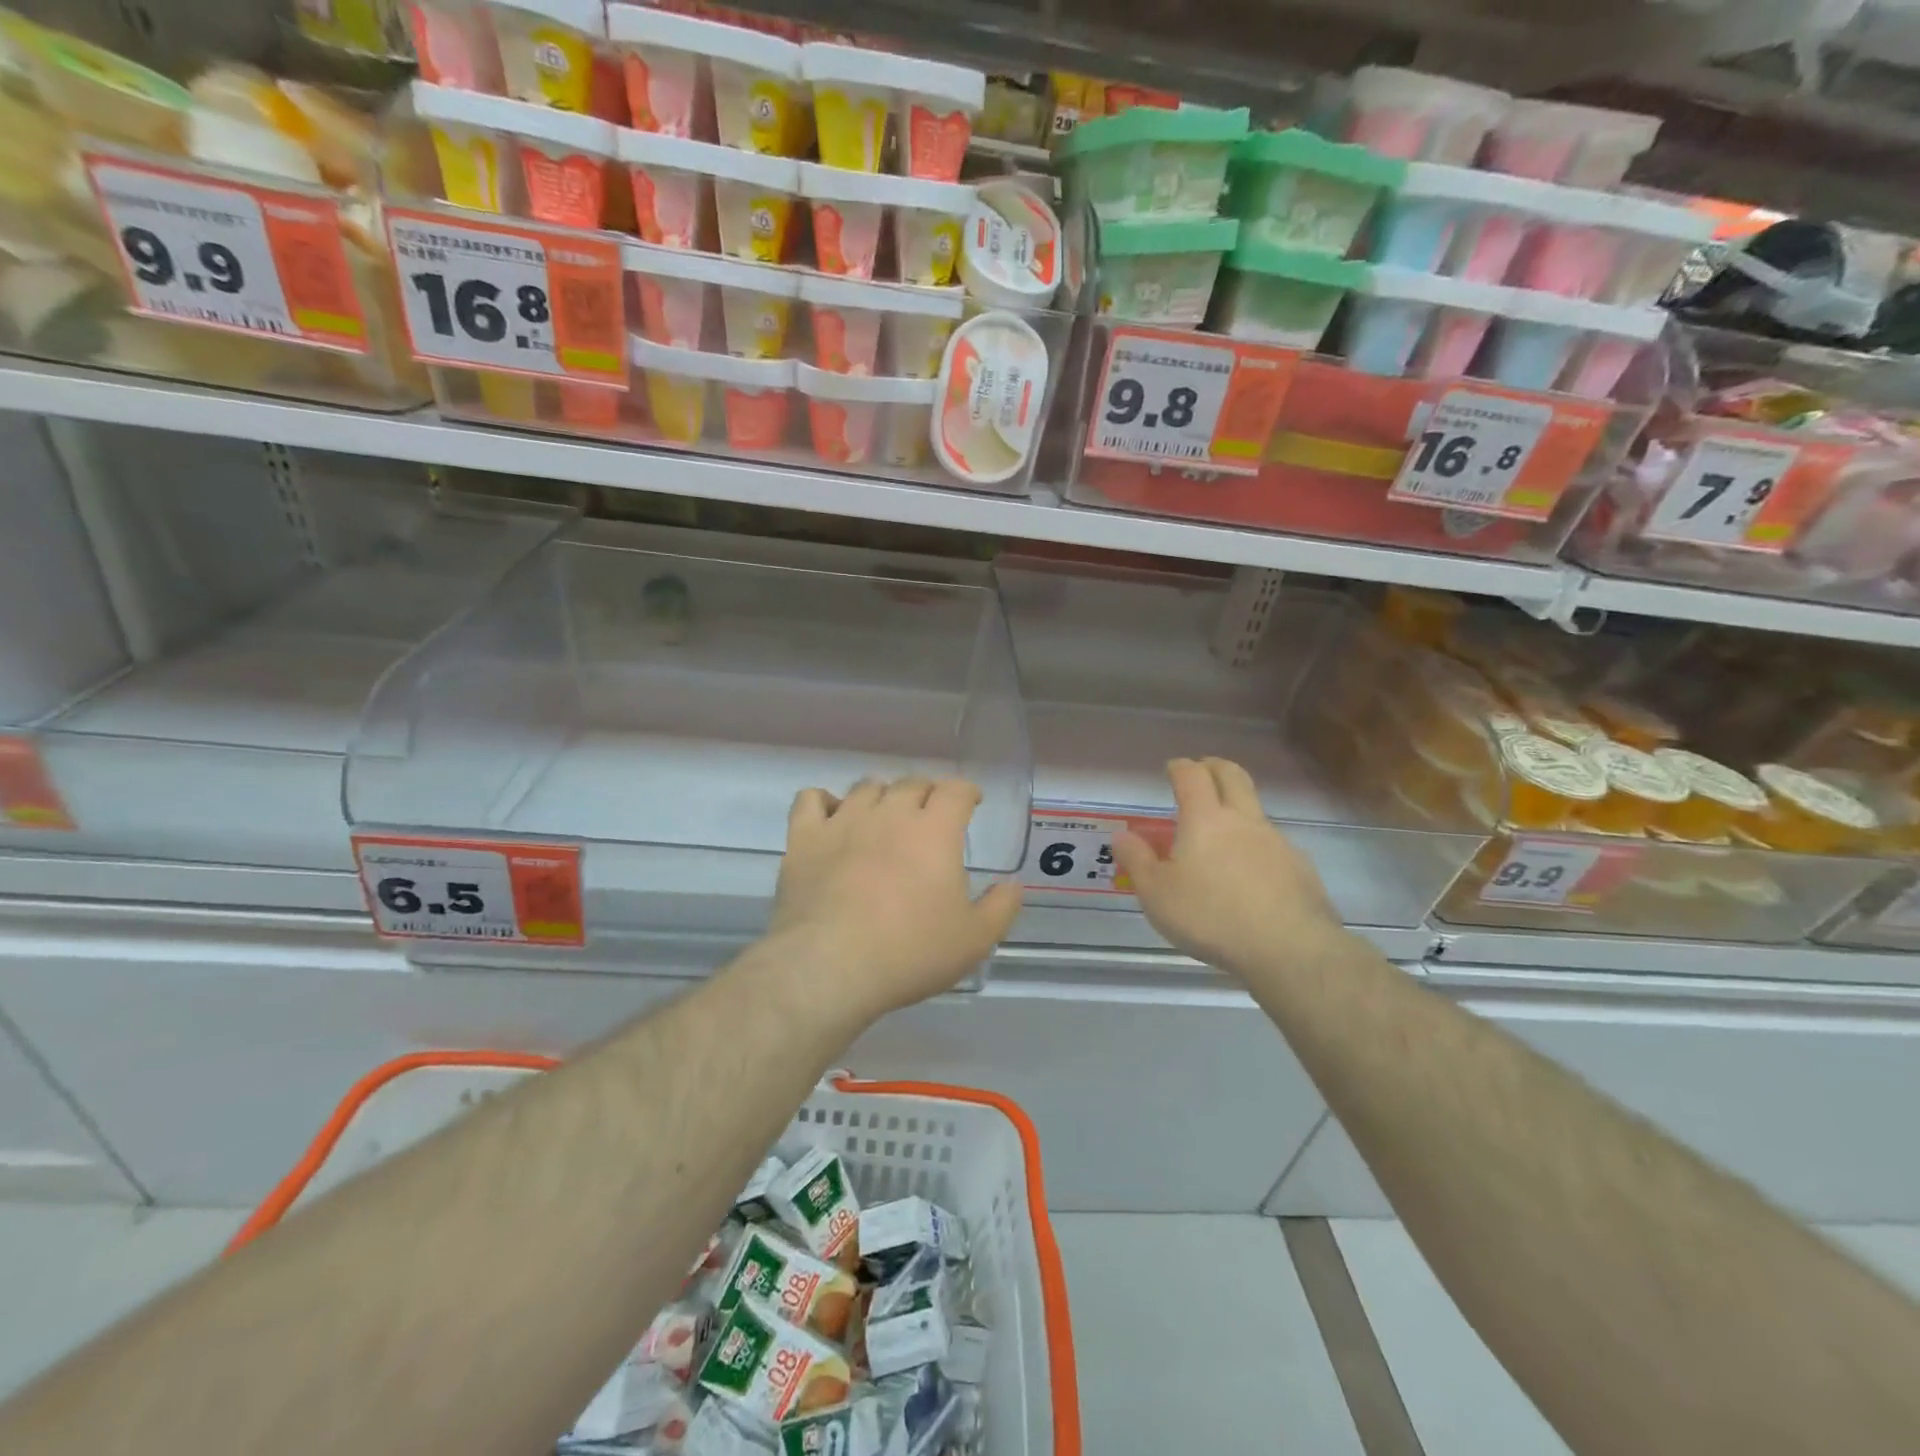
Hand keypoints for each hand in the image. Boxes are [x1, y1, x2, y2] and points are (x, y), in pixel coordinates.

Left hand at [770, 777, 1021, 1021]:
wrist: (831, 966)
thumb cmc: (910, 952)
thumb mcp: (974, 940)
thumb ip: (1001, 908)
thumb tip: (1013, 884)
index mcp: (934, 830)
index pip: (955, 790)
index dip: (966, 792)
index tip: (971, 802)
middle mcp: (890, 813)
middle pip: (912, 784)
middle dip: (926, 793)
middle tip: (930, 815)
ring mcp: (843, 821)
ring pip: (866, 788)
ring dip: (882, 796)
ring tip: (884, 817)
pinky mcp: (805, 838)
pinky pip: (811, 799)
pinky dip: (824, 802)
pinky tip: (831, 818)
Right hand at [1114, 757, 1341, 974]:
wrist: (1289, 949)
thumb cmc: (1211, 917)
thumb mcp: (1157, 894)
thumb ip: (1137, 861)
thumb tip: (1122, 835)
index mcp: (1205, 820)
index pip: (1192, 776)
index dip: (1180, 767)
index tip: (1172, 768)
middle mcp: (1244, 821)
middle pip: (1233, 776)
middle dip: (1215, 767)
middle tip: (1203, 770)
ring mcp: (1277, 842)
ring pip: (1256, 811)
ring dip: (1238, 809)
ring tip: (1222, 835)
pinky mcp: (1300, 868)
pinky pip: (1274, 845)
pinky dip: (1257, 847)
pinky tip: (1251, 876)